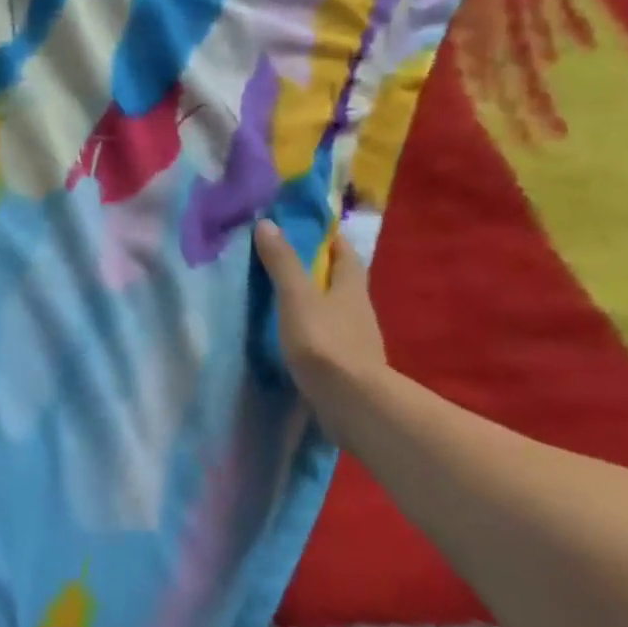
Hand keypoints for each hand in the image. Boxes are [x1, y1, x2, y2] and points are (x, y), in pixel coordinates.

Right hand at [253, 219, 388, 394]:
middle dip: (320, 270)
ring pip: (336, 311)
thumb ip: (282, 263)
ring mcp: (357, 340)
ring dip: (316, 303)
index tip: (307, 229)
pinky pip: (330, 339)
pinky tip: (296, 338)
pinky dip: (314, 332)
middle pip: (342, 281)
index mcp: (350, 286)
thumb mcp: (296, 296)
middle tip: (287, 263)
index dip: (329, 238)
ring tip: (284, 301)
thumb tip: (268, 224)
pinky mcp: (348, 366)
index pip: (344, 252)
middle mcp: (359, 309)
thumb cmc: (324, 341)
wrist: (352, 402)